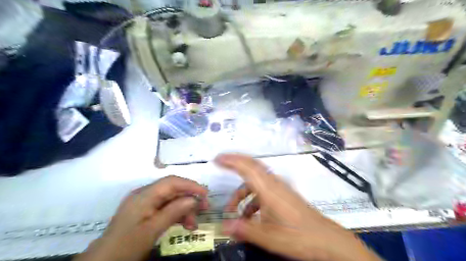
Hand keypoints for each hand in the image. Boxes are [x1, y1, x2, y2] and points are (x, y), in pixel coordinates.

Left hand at [73, 175, 207, 260]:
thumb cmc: (127, 245)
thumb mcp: (152, 230)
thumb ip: (174, 212)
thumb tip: (194, 199)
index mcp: (144, 195)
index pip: (171, 182)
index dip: (190, 185)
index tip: (205, 193)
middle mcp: (145, 194)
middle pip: (173, 190)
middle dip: (190, 198)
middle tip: (204, 209)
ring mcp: (146, 202)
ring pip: (172, 199)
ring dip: (185, 209)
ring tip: (193, 224)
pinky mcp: (147, 211)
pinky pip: (166, 207)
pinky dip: (177, 214)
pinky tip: (185, 224)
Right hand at [217, 154, 379, 260]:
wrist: (327, 241)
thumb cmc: (298, 237)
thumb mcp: (268, 237)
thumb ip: (244, 229)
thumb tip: (223, 226)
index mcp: (269, 189)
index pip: (247, 168)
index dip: (231, 160)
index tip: (217, 158)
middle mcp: (274, 184)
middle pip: (252, 166)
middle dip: (235, 164)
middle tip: (220, 164)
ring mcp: (281, 189)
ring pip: (257, 180)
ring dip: (243, 190)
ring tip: (233, 209)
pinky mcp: (285, 196)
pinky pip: (264, 190)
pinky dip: (253, 198)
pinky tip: (250, 216)